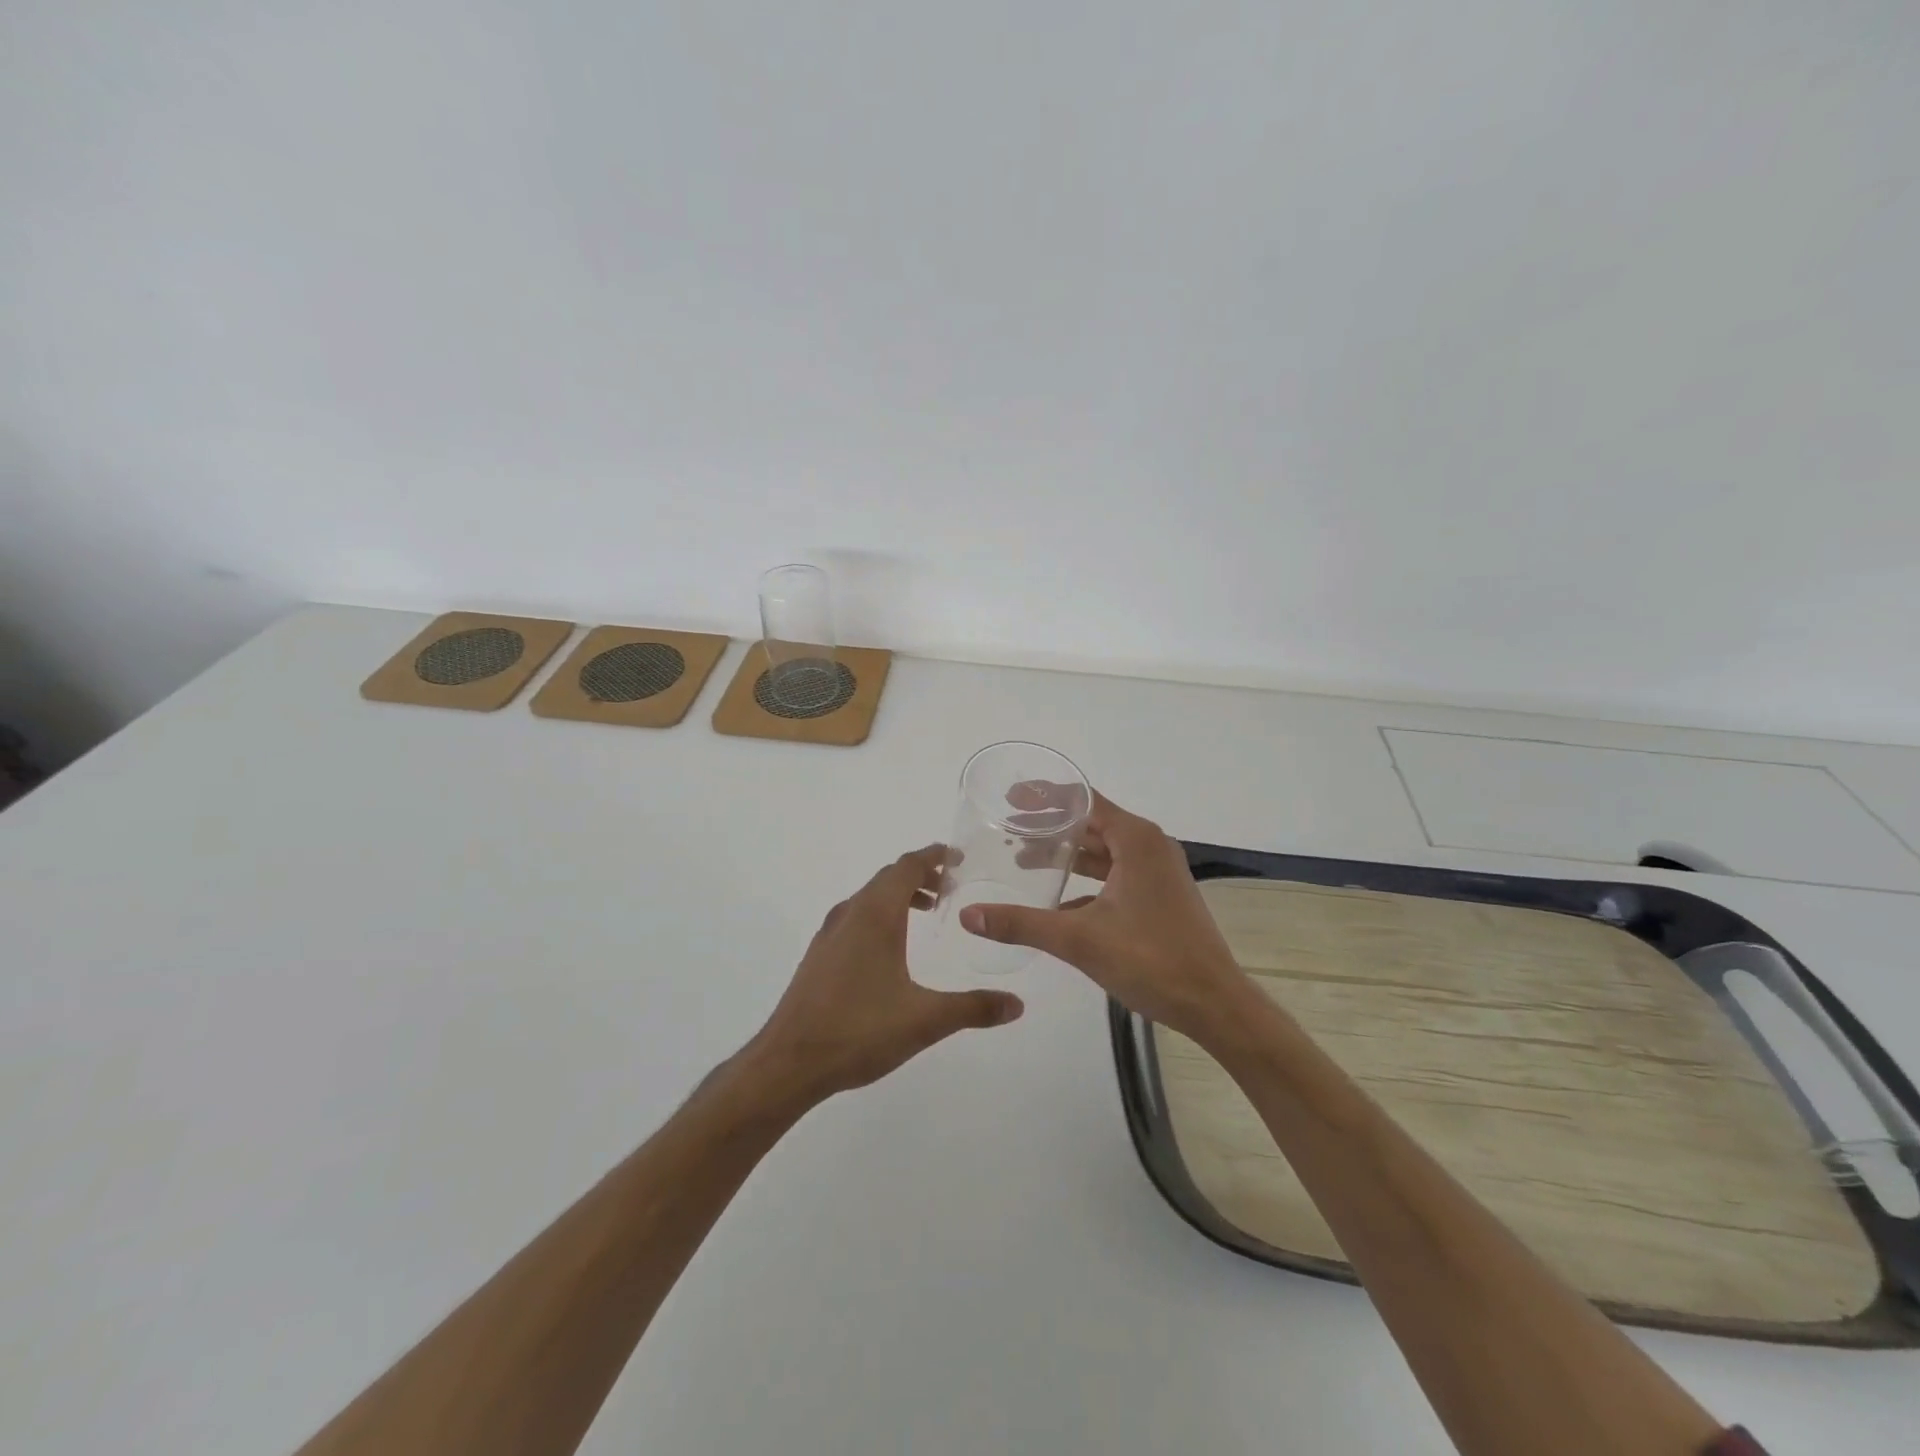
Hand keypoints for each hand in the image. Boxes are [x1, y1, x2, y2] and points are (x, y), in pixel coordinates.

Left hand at [748, 846, 1024, 1104]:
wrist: (788, 1062)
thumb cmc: (858, 1030)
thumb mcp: (924, 1020)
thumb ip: (973, 1008)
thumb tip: (1018, 1004)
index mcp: (876, 915)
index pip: (907, 866)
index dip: (933, 856)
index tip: (958, 856)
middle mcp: (851, 914)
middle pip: (888, 877)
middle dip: (921, 875)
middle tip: (951, 886)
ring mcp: (830, 934)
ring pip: (870, 897)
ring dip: (899, 895)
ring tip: (928, 912)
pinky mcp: (819, 955)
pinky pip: (856, 916)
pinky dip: (880, 914)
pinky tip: (892, 948)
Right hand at [958, 793, 1256, 1043]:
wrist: (1214, 1004)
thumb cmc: (1151, 960)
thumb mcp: (1079, 940)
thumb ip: (1022, 923)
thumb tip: (968, 915)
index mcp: (1136, 840)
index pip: (1083, 800)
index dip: (1045, 796)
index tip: (1010, 797)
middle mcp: (1149, 846)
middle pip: (1092, 823)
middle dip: (1050, 825)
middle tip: (1007, 828)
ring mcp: (1157, 872)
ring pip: (1103, 852)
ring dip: (1066, 854)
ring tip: (1022, 857)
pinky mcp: (1159, 897)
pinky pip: (1114, 875)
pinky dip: (1085, 881)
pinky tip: (1054, 901)